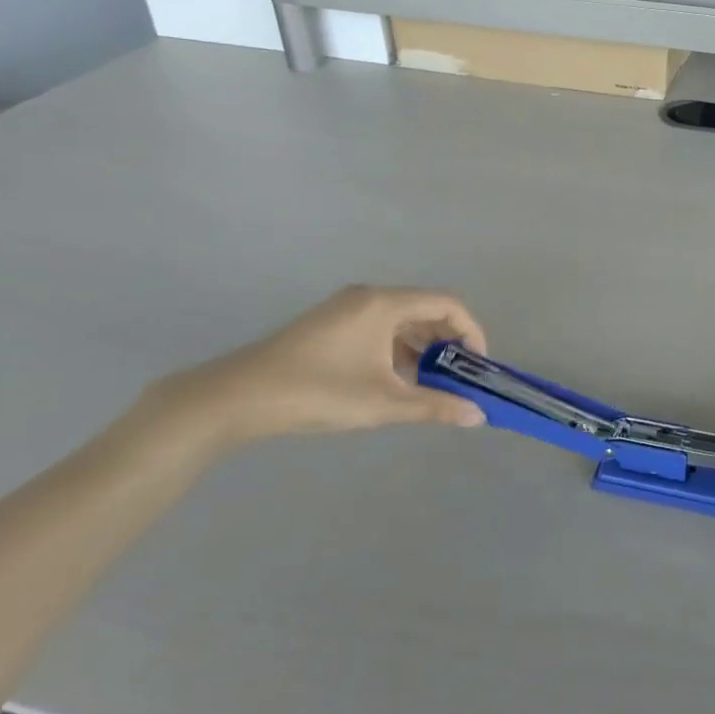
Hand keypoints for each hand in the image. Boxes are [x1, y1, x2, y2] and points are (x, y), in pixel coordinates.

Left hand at [146, 286, 488, 447]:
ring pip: (402, 321)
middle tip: (459, 378)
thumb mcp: (382, 403)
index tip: (477, 365)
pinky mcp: (330, 325)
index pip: (447, 304)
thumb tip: (477, 416)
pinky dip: (398, 350)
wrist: (236, 398)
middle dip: (448, 342)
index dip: (471, 331)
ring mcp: (346, 309)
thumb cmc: (317, 392)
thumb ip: (434, 406)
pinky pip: (380, 328)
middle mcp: (369, 297)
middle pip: (425, 309)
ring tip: (431, 385)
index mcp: (384, 304)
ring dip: (423, 349)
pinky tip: (396, 382)